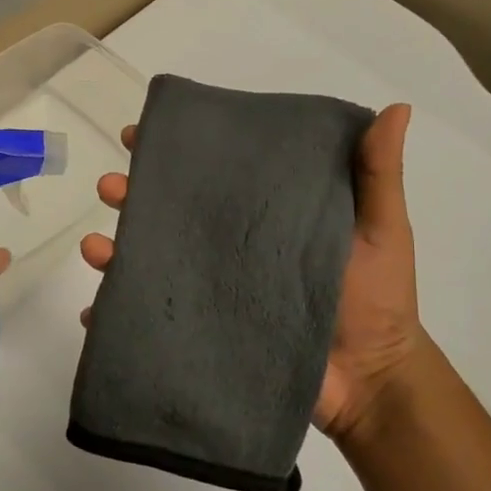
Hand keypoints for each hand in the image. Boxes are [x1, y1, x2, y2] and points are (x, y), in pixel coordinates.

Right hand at [78, 105, 423, 442]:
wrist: (370, 381)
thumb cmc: (376, 299)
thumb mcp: (380, 229)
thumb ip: (376, 175)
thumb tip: (395, 109)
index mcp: (258, 215)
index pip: (209, 173)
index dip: (173, 151)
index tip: (141, 132)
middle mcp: (225, 246)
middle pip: (166, 212)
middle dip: (130, 193)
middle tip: (112, 186)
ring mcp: (209, 289)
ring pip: (148, 261)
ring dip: (112, 251)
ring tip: (95, 248)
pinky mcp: (200, 331)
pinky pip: (148, 320)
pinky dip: (115, 315)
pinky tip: (96, 313)